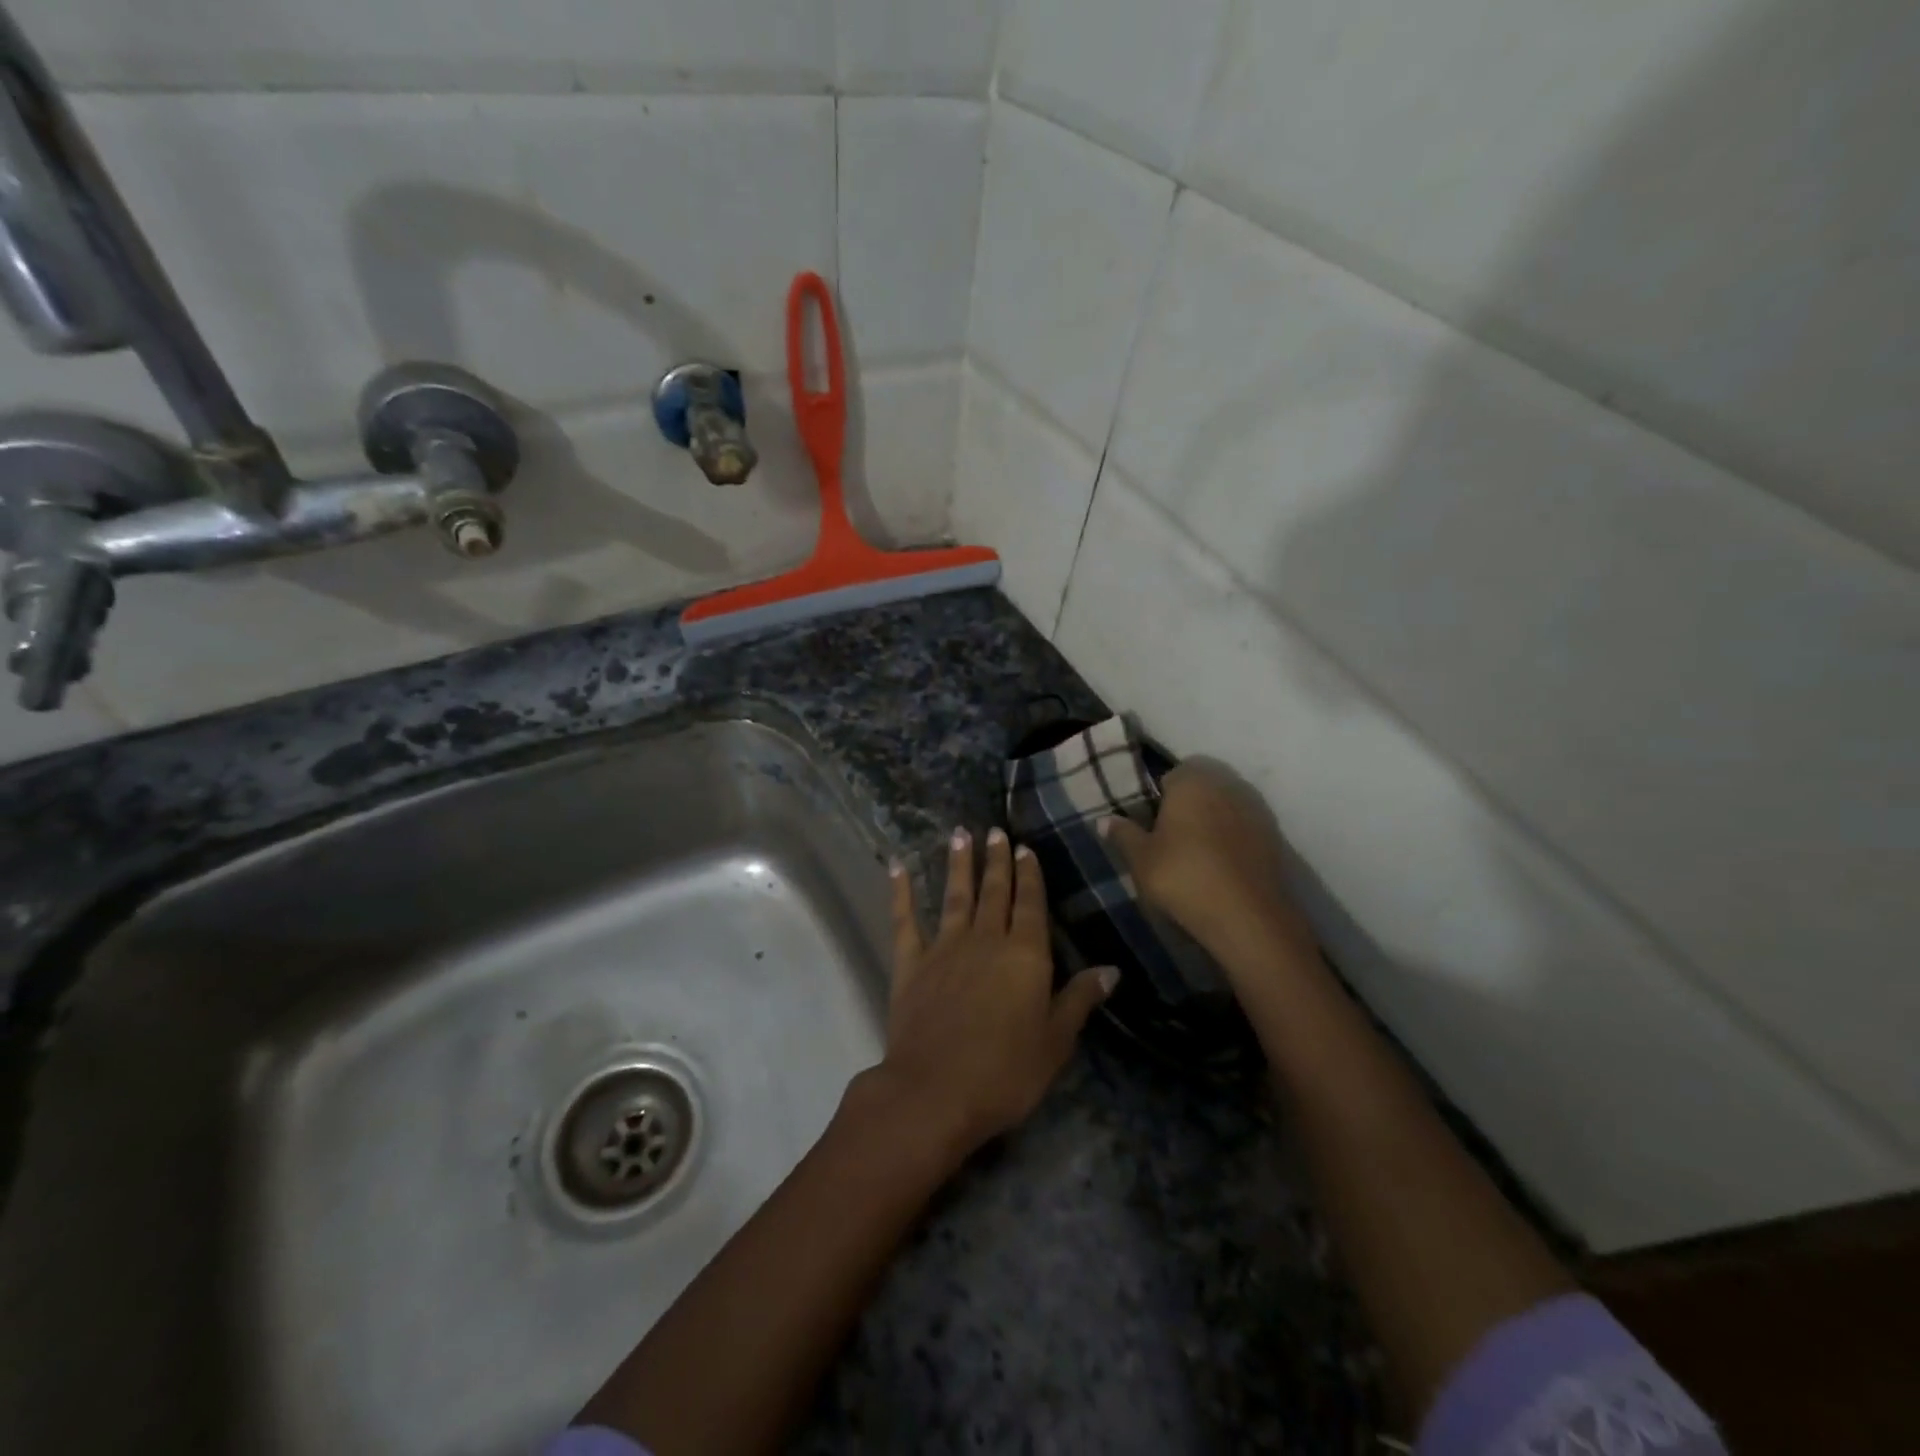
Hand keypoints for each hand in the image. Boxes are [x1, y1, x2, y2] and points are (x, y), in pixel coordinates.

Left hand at [867, 827, 1115, 1158]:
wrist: (934, 1091)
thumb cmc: (1005, 1073)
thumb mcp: (1055, 1042)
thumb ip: (1079, 1000)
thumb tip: (1110, 969)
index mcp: (1025, 956)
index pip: (1031, 904)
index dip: (1029, 875)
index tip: (1025, 848)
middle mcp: (986, 940)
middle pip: (994, 891)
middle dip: (996, 860)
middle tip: (995, 830)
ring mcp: (944, 947)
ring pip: (955, 895)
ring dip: (959, 864)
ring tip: (960, 834)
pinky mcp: (910, 963)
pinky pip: (905, 920)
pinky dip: (901, 892)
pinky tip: (899, 867)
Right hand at [1100, 762, 1318, 968]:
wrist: (1249, 918)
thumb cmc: (1185, 877)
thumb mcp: (1142, 859)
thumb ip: (1123, 834)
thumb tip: (1104, 820)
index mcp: (1192, 781)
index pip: (1171, 774)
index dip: (1158, 796)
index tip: (1150, 822)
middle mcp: (1227, 784)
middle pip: (1202, 786)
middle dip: (1187, 805)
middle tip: (1169, 837)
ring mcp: (1256, 809)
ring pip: (1225, 805)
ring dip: (1212, 820)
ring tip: (1195, 853)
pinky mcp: (1275, 836)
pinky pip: (1244, 827)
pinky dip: (1232, 838)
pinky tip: (1220, 865)